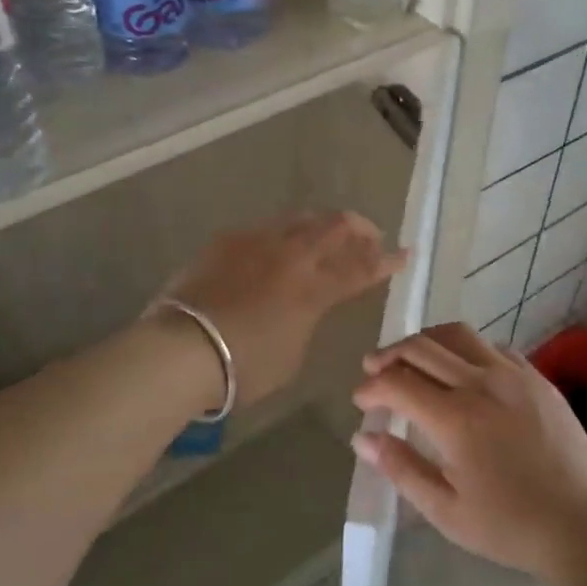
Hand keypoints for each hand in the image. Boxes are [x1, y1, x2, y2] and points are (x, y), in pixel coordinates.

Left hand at [159, 211, 406, 407]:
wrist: (181, 349)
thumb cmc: (242, 366)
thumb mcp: (291, 353)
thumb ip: (306, 321)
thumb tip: (304, 306)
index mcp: (314, 289)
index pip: (360, 269)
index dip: (386, 262)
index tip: (405, 254)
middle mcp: (292, 256)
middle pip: (336, 228)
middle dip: (360, 229)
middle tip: (370, 236)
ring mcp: (258, 242)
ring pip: (302, 219)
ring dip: (323, 224)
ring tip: (330, 232)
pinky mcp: (228, 240)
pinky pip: (266, 228)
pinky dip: (284, 234)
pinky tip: (279, 245)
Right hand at [350, 322, 586, 585]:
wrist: (582, 524)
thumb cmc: (509, 525)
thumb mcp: (446, 510)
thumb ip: (401, 468)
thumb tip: (364, 437)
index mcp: (455, 418)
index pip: (398, 382)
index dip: (371, 386)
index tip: (361, 400)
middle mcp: (481, 383)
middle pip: (422, 347)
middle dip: (389, 354)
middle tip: (373, 368)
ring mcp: (513, 374)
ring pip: (458, 334)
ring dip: (426, 341)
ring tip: (412, 357)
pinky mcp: (536, 376)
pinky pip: (492, 347)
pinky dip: (466, 349)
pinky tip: (462, 370)